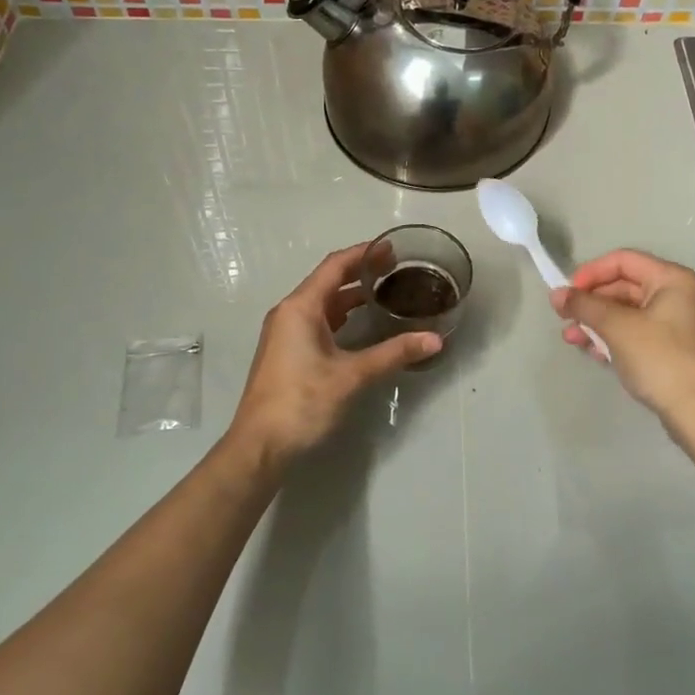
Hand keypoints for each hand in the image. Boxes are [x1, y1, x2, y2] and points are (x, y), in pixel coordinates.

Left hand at [231, 242, 441, 465]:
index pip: (334, 266)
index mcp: (300, 308)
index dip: (363, 253)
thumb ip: (393, 354)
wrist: (259, 447)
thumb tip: (435, 339)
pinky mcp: (287, 352)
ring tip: (384, 290)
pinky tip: (361, 323)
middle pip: (327, 281)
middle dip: (360, 271)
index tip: (391, 247)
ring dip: (350, 294)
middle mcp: (289, 313)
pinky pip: (317, 321)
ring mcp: (285, 333)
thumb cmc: (302, 403)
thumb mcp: (351, 376)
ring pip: (322, 303)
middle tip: (395, 267)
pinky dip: (340, 315)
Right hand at [551, 250, 694, 419]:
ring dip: (597, 322)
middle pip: (624, 286)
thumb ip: (584, 305)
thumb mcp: (616, 326)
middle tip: (564, 317)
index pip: (623, 260)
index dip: (591, 272)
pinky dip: (613, 338)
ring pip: (627, 313)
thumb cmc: (658, 357)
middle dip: (591, 302)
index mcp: (671, 279)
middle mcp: (677, 295)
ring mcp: (676, 324)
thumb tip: (556, 294)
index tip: (567, 292)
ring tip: (572, 339)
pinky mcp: (672, 350)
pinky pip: (635, 333)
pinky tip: (594, 353)